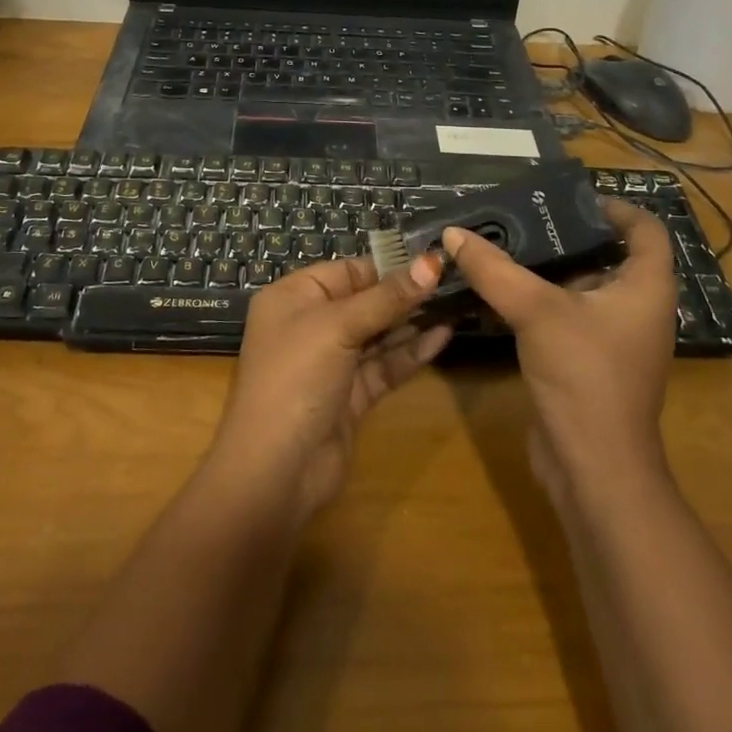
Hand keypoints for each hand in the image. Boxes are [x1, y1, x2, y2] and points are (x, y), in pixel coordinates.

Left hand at [210, 254, 452, 518]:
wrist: (275, 471)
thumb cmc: (296, 378)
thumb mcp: (338, 327)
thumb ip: (387, 297)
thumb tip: (431, 261)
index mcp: (293, 298)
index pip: (347, 271)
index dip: (388, 266)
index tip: (433, 261)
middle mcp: (309, 325)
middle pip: (364, 301)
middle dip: (405, 294)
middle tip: (453, 282)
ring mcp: (330, 363)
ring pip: (377, 334)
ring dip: (413, 322)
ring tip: (456, 304)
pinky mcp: (350, 396)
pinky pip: (383, 366)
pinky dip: (410, 353)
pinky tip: (443, 337)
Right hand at [443, 200, 677, 505]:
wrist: (593, 468)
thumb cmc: (585, 376)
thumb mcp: (537, 311)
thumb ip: (494, 269)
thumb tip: (453, 233)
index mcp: (646, 287)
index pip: (644, 229)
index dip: (615, 206)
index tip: (570, 196)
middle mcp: (635, 308)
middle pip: (606, 255)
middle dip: (565, 233)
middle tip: (519, 213)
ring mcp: (611, 338)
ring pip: (579, 287)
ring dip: (544, 267)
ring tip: (501, 241)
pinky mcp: (586, 360)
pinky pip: (563, 315)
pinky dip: (536, 298)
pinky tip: (498, 289)